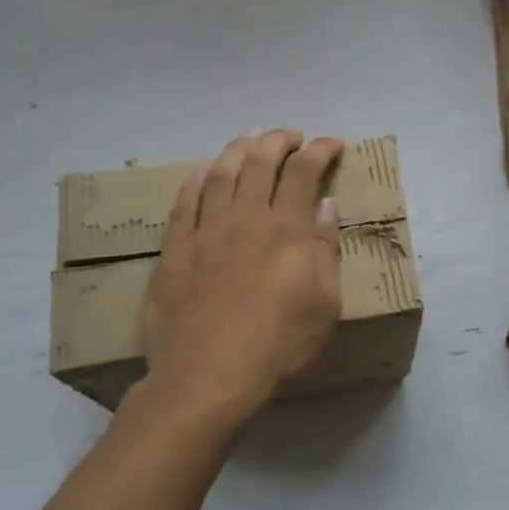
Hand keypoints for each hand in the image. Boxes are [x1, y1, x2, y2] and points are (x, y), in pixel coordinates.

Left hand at [138, 130, 345, 425]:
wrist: (209, 374)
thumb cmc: (279, 343)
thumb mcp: (324, 302)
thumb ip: (325, 248)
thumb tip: (326, 204)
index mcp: (287, 228)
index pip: (305, 172)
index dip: (320, 150)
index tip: (332, 143)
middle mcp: (246, 218)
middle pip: (261, 162)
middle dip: (279, 140)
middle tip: (291, 135)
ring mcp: (206, 231)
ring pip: (221, 173)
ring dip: (238, 149)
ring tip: (250, 138)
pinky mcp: (176, 250)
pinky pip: (184, 203)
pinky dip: (196, 180)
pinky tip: (203, 171)